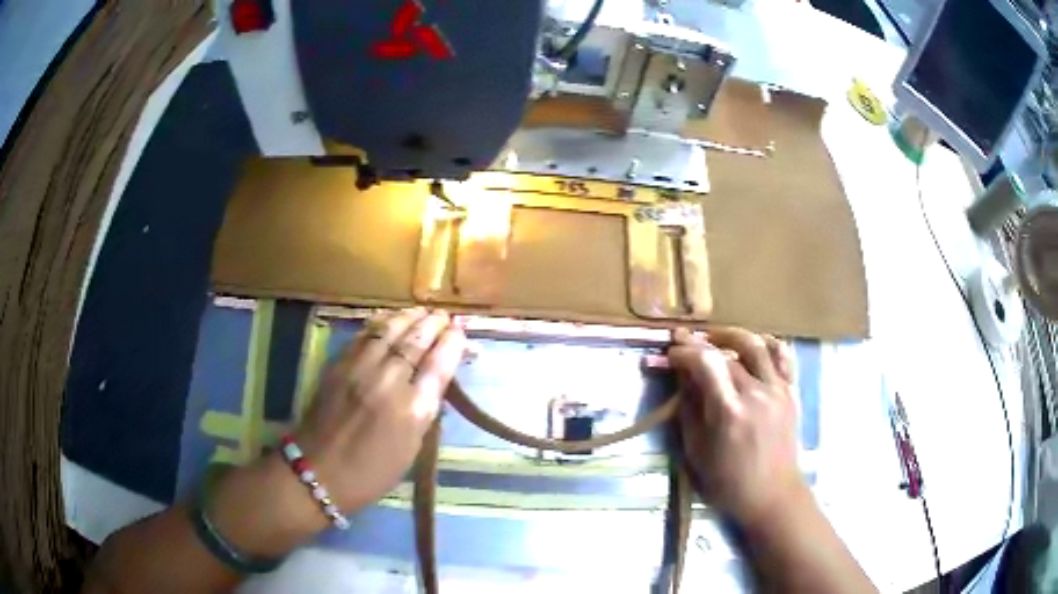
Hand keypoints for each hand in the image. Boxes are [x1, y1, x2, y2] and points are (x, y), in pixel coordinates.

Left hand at [294, 308, 466, 512]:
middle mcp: (388, 383)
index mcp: (412, 411)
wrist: (318, 470)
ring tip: (421, 311)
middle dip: (433, 324)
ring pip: (389, 330)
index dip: (452, 343)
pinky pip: (365, 335)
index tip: (460, 331)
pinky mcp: (339, 364)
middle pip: (416, 341)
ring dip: (409, 317)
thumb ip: (424, 411)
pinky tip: (390, 318)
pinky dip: (382, 322)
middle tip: (443, 315)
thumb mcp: (410, 449)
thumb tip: (435, 382)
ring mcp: (360, 369)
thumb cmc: (371, 472)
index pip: (439, 365)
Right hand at [668, 327, 806, 528]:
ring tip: (714, 338)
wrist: (773, 495)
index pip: (705, 363)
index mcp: (729, 412)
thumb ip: (689, 410)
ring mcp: (778, 390)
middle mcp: (756, 393)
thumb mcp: (697, 451)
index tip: (670, 354)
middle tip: (684, 346)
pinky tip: (753, 344)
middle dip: (700, 344)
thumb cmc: (728, 482)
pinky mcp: (791, 392)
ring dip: (731, 335)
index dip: (684, 352)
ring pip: (756, 345)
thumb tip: (681, 378)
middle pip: (727, 352)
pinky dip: (766, 343)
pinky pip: (783, 355)